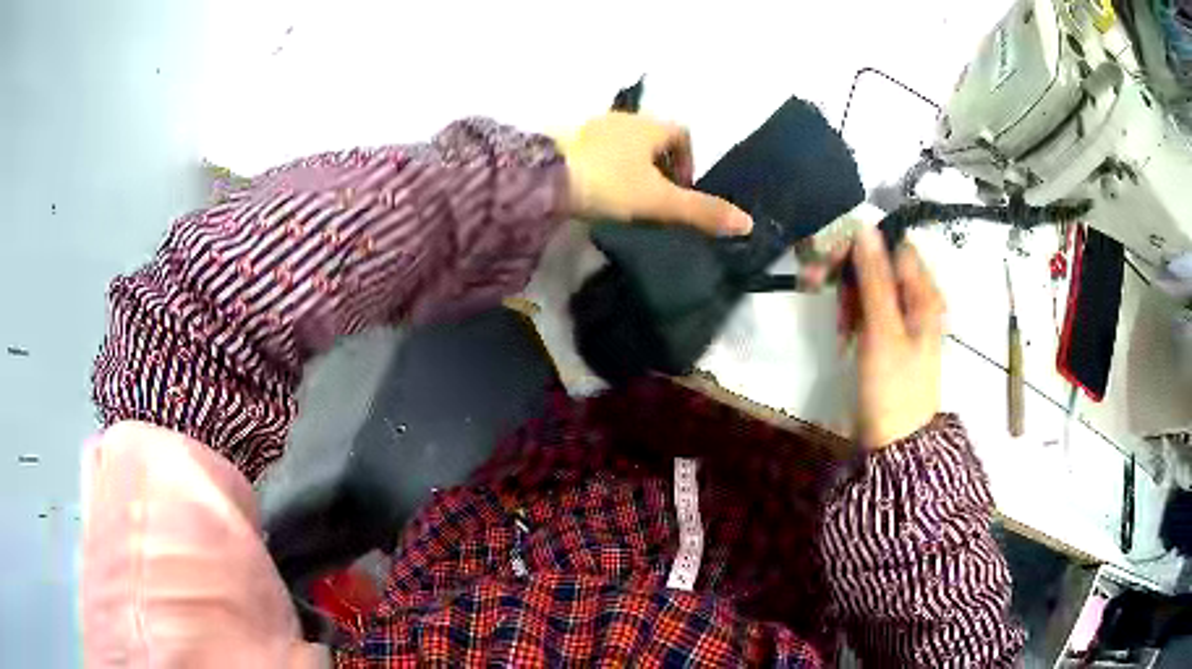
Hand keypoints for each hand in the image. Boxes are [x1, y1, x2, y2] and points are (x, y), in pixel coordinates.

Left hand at [556, 112, 752, 235]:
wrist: (540, 177)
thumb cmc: (608, 183)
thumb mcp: (659, 201)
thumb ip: (701, 211)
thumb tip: (747, 223)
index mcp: (649, 126)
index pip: (682, 133)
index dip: (689, 160)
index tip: (683, 191)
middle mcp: (622, 119)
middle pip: (653, 138)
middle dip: (661, 165)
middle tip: (657, 199)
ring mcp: (591, 127)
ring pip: (623, 144)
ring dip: (632, 167)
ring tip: (627, 200)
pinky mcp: (565, 141)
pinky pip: (597, 151)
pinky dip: (606, 168)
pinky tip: (596, 191)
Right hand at [848, 227, 944, 448]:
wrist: (896, 444)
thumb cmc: (893, 387)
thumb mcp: (882, 330)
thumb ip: (874, 277)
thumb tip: (865, 227)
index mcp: (923, 293)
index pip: (891, 246)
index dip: (859, 245)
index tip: (827, 257)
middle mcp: (916, 299)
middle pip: (879, 264)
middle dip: (848, 271)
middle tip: (815, 284)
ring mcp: (902, 319)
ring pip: (870, 287)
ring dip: (847, 295)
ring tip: (837, 324)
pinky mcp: (889, 337)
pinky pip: (868, 310)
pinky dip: (852, 315)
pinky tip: (843, 333)